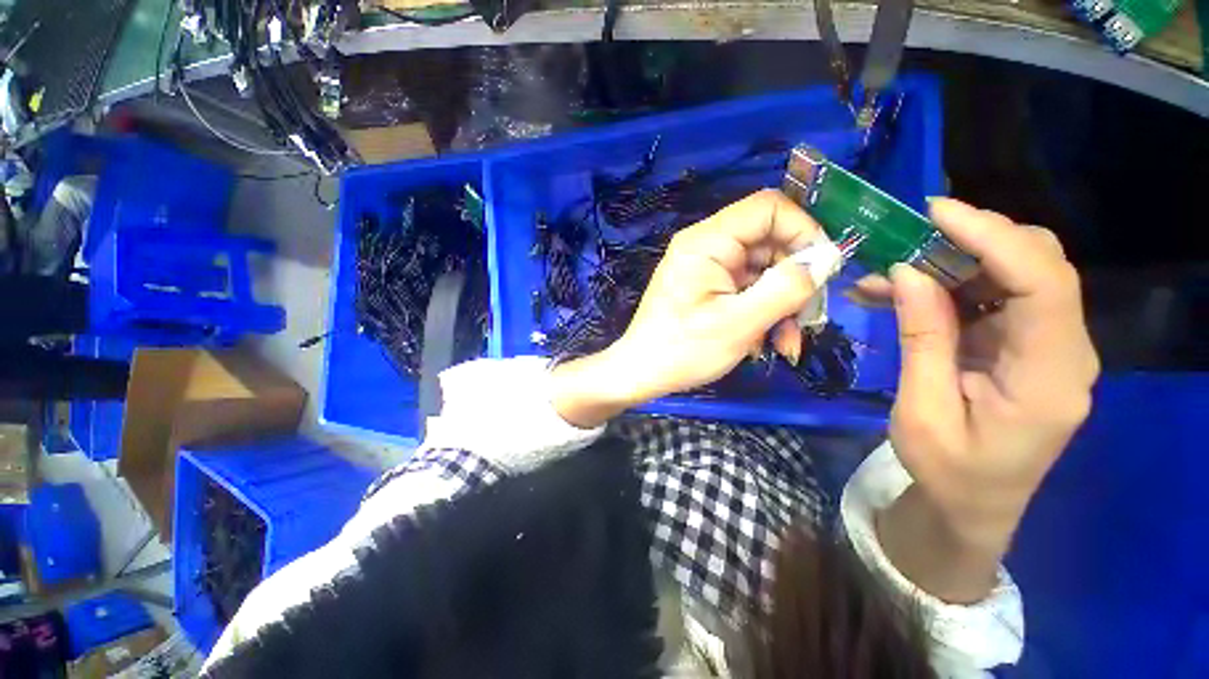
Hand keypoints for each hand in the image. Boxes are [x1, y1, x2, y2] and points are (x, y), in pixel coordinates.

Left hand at [551, 190, 833, 427]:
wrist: (641, 374)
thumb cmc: (682, 350)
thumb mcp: (739, 323)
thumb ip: (787, 288)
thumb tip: (829, 256)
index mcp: (707, 242)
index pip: (768, 208)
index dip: (803, 230)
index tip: (824, 269)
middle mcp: (707, 246)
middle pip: (770, 243)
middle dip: (796, 281)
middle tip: (809, 320)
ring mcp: (708, 269)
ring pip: (764, 272)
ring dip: (782, 306)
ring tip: (786, 344)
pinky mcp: (709, 289)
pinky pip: (747, 290)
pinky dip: (763, 313)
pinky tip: (766, 344)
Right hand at [875, 198, 1098, 600]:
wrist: (973, 504)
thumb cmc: (948, 471)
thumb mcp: (921, 411)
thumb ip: (923, 340)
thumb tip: (910, 273)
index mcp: (1050, 377)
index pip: (1043, 282)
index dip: (993, 237)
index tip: (934, 213)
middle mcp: (1064, 351)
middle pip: (1038, 266)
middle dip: (972, 240)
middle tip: (905, 239)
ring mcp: (1046, 346)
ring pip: (1011, 275)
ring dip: (949, 264)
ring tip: (884, 272)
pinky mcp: (1023, 345)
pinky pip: (990, 297)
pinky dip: (945, 286)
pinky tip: (898, 291)